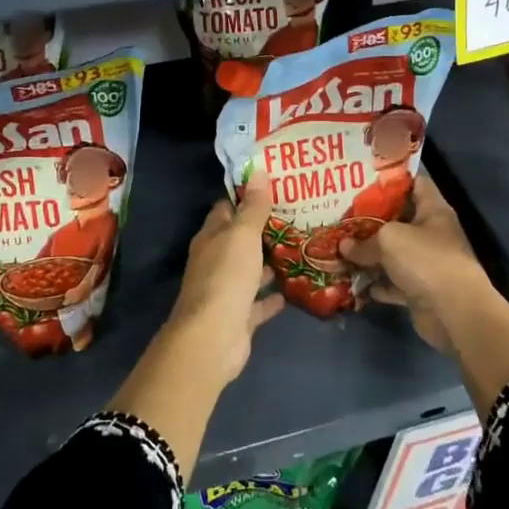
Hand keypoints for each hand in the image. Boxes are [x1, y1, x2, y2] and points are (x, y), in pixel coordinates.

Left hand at [165, 177, 285, 387]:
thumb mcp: (242, 235)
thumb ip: (253, 207)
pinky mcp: (238, 318)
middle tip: (294, 217)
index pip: (225, 209)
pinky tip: (291, 289)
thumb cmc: (226, 277)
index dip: (245, 197)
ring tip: (297, 249)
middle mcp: (214, 261)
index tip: (272, 188)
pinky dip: (271, 297)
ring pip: (248, 271)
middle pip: (238, 241)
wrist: (213, 337)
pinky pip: (257, 303)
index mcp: (210, 238)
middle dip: (261, 230)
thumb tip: (258, 171)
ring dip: (267, 263)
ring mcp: (225, 291)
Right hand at [341, 175, 497, 352]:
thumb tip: (344, 246)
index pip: (415, 183)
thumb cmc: (425, 260)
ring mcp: (426, 264)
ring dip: (368, 255)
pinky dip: (375, 284)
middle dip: (370, 219)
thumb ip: (364, 241)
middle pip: (398, 220)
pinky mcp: (418, 291)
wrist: (453, 312)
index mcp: (433, 211)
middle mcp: (431, 234)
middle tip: (341, 213)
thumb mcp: (389, 239)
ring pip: (392, 254)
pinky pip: (391, 283)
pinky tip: (352, 281)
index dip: (391, 179)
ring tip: (339, 248)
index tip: (362, 179)